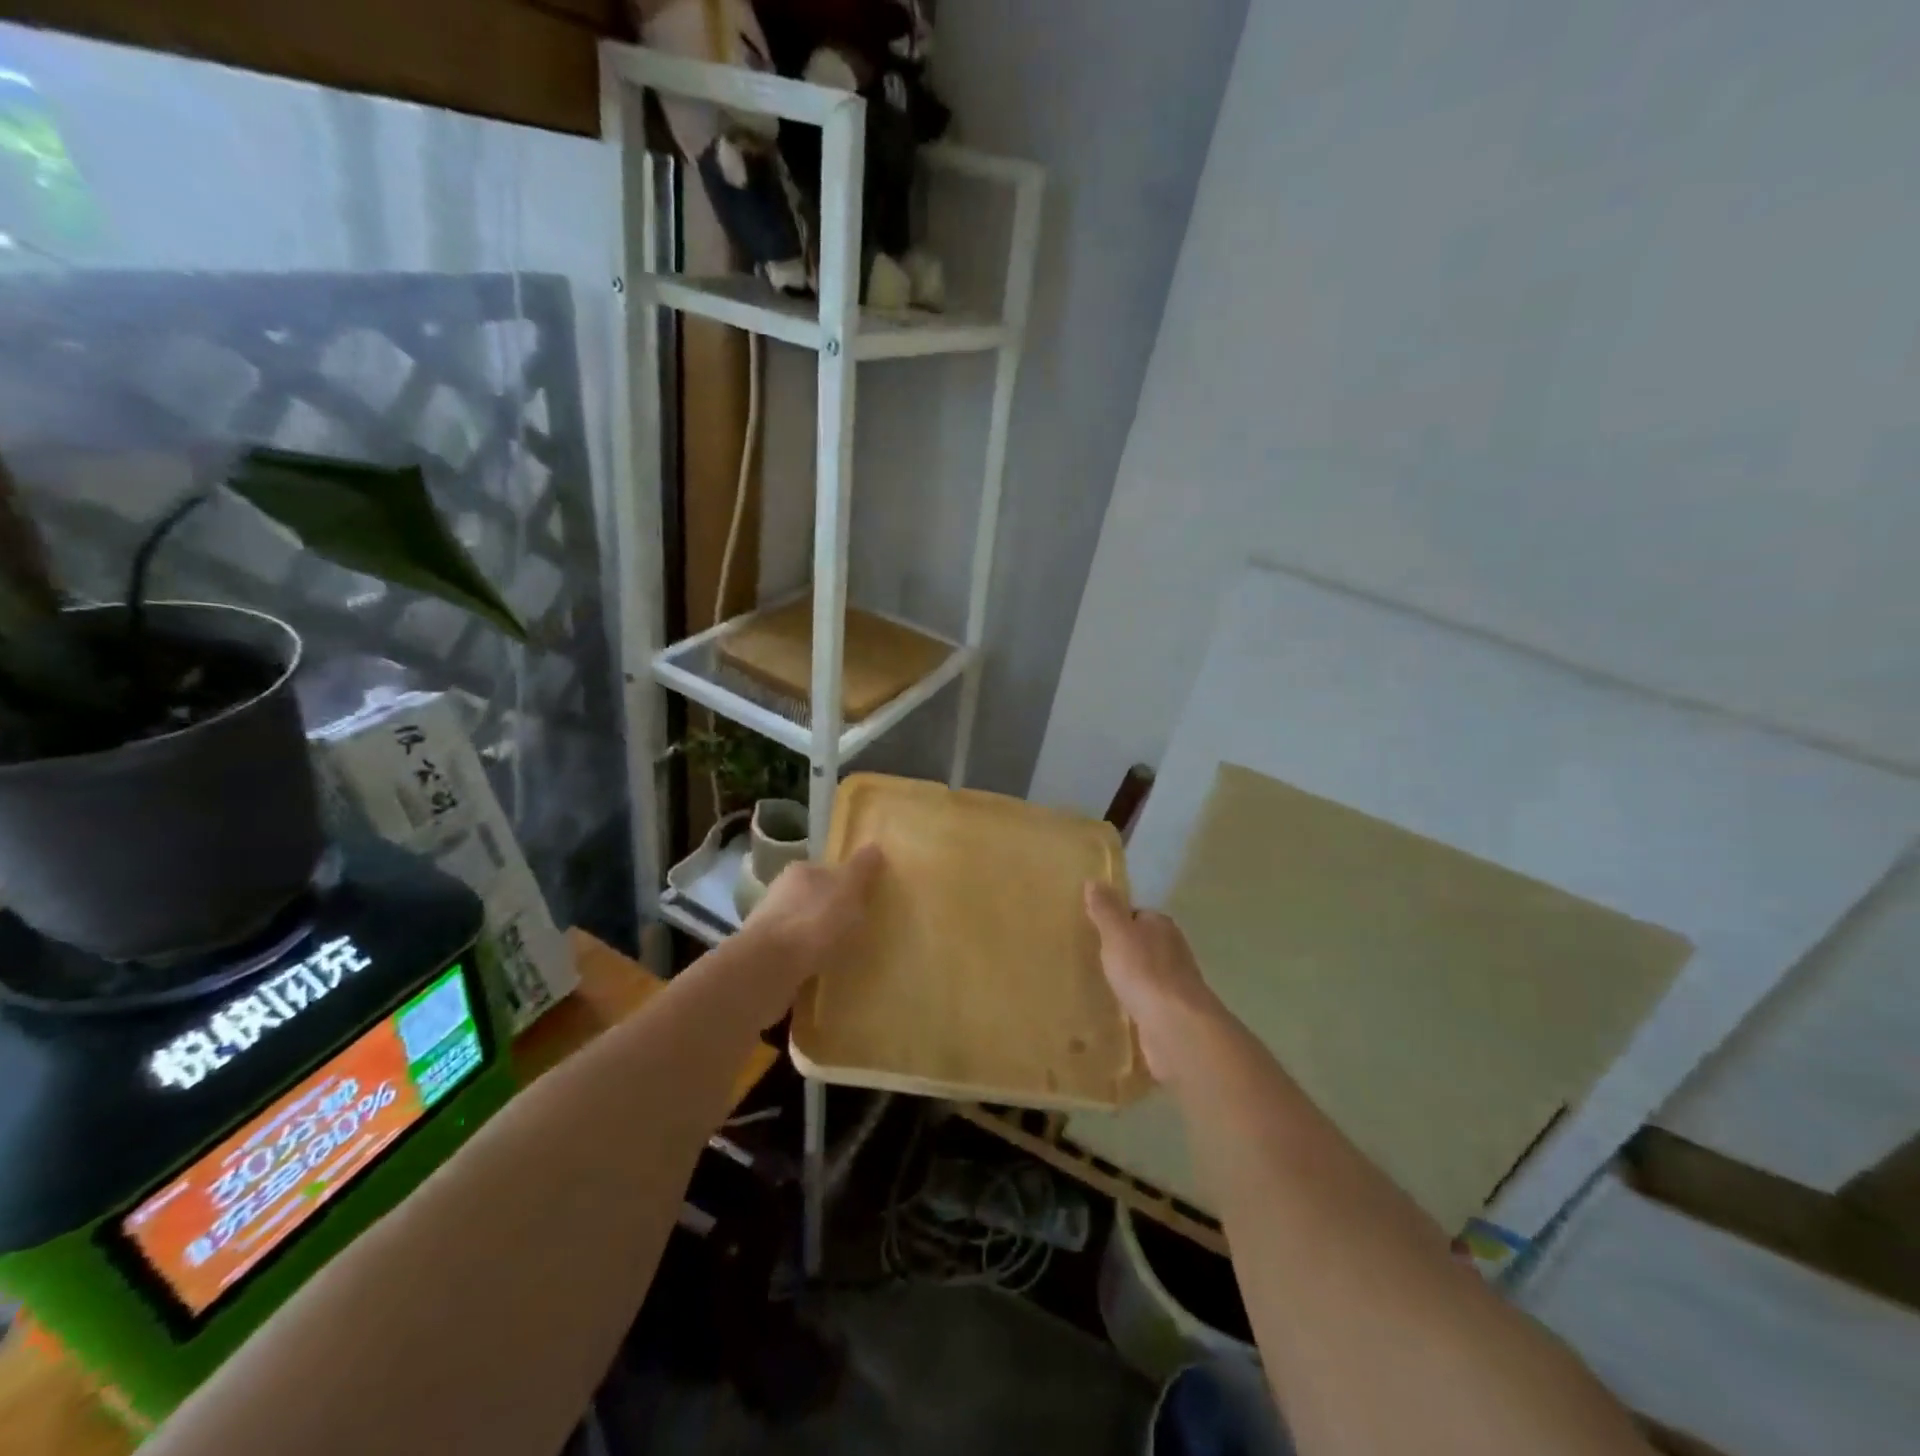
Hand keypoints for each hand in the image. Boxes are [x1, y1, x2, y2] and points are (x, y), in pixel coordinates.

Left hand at [735, 844, 883, 1023]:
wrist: (770, 966)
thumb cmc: (816, 920)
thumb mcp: (849, 889)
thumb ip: (862, 869)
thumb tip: (874, 846)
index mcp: (800, 871)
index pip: (826, 870)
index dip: (845, 884)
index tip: (861, 901)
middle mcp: (779, 892)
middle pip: (812, 899)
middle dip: (829, 912)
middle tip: (854, 930)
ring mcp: (767, 926)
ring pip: (800, 928)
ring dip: (815, 939)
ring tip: (839, 956)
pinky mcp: (763, 957)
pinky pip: (792, 955)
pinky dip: (805, 961)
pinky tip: (819, 974)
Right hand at [1084, 882, 1225, 1082]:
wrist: (1175, 1025)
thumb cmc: (1144, 971)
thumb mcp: (1117, 933)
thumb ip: (1105, 909)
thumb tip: (1094, 880)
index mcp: (1162, 925)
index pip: (1137, 914)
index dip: (1117, 920)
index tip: (1095, 930)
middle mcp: (1173, 949)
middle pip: (1144, 943)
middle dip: (1123, 949)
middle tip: (1094, 956)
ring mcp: (1175, 982)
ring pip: (1147, 972)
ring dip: (1131, 976)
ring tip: (1103, 983)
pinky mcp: (1172, 1011)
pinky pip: (1148, 999)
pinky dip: (1136, 1000)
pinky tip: (1120, 1007)